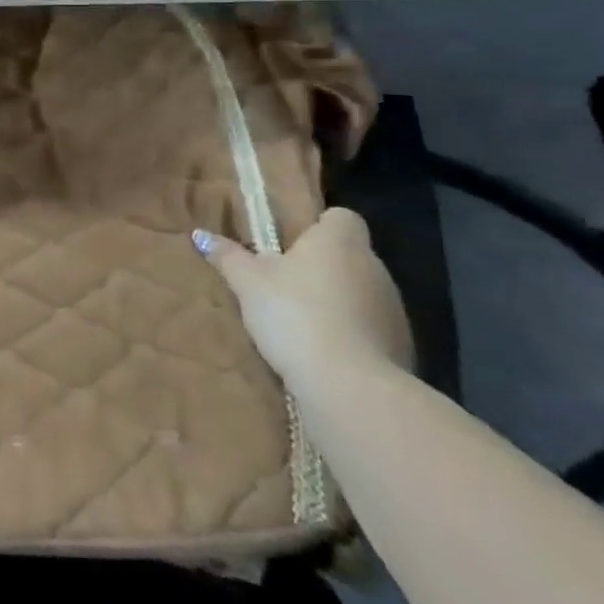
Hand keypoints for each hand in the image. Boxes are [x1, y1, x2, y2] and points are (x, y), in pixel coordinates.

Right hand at [194, 209, 413, 386]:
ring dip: (338, 301)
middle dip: (322, 266)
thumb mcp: (248, 283)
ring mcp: (394, 309)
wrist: (349, 386)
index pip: (342, 217)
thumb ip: (227, 256)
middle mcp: (374, 267)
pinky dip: (352, 333)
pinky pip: (370, 328)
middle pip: (349, 255)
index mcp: (340, 242)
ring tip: (301, 321)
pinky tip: (324, 351)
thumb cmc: (294, 314)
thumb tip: (200, 234)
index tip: (293, 244)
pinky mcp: (402, 347)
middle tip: (284, 283)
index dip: (319, 226)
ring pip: (361, 292)